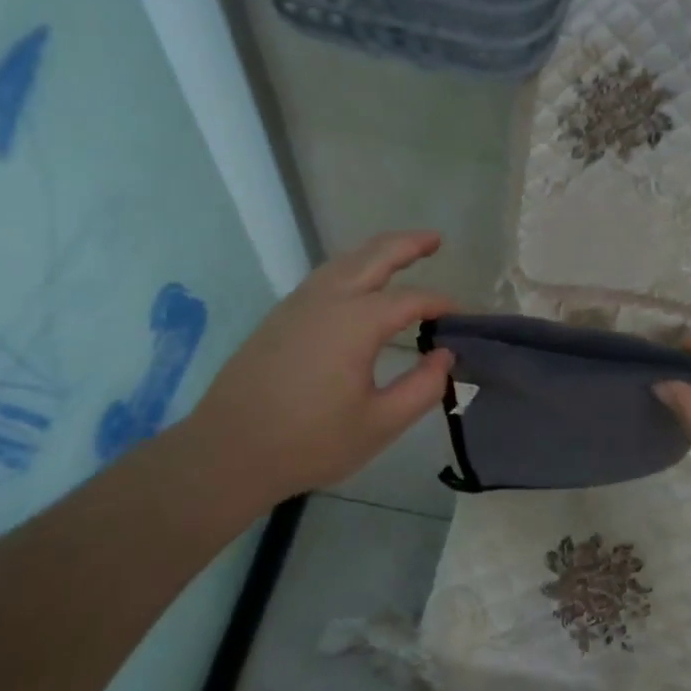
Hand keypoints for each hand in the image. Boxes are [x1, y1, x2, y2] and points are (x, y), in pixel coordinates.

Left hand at [185, 230, 455, 506]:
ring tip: (402, 252)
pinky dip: (351, 267)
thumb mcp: (379, 423)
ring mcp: (298, 305)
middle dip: (408, 244)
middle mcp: (328, 300)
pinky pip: (324, 276)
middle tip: (436, 239)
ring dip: (376, 251)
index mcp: (356, 322)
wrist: (228, 452)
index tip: (462, 316)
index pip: (411, 300)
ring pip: (344, 261)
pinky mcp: (279, 317)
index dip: (440, 304)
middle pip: (374, 256)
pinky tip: (358, 284)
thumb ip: (422, 388)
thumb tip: (444, 355)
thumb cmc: (309, 442)